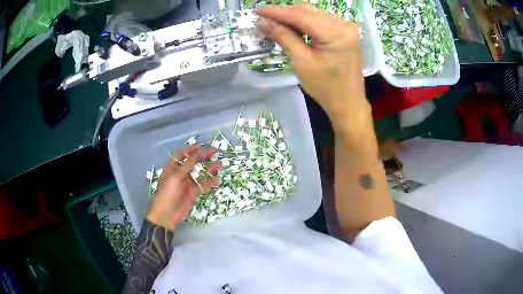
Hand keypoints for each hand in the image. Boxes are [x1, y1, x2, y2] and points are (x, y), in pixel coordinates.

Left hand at [146, 145, 220, 229]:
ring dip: (209, 168)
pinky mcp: (194, 193)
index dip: (190, 149)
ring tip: (219, 164)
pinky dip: (210, 182)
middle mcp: (181, 173)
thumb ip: (186, 165)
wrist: (167, 214)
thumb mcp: (175, 177)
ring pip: (200, 173)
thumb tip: (196, 154)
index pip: (182, 155)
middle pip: (193, 162)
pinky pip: (203, 185)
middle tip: (214, 152)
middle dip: (203, 156)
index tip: (201, 145)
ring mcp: (188, 183)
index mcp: (173, 167)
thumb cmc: (168, 193)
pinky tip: (217, 179)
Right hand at [256, 4, 369, 126]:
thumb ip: (283, 37)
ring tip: (274, 23)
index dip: (277, 12)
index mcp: (337, 33)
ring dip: (293, 17)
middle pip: (308, 11)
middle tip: (263, 19)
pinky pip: (320, 21)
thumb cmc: (325, 88)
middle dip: (284, 13)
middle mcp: (344, 24)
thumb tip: (262, 21)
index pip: (301, 16)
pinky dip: (304, 22)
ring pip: (313, 14)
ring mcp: (346, 27)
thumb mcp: (302, 62)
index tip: (258, 10)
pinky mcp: (345, 32)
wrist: (348, 103)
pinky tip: (291, 26)